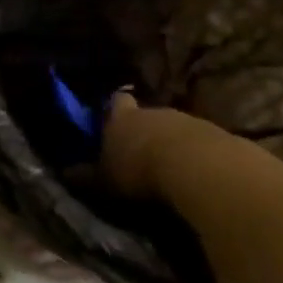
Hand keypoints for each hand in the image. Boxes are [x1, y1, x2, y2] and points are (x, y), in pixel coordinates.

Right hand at [97, 90, 235, 199]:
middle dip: (145, 130)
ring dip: (172, 143)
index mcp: (122, 118)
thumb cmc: (139, 170)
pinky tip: (194, 174)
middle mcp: (154, 112)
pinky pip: (201, 143)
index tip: (112, 118)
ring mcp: (188, 121)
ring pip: (176, 128)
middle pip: (148, 115)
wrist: (199, 168)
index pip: (116, 102)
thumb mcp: (104, 180)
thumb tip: (65, 172)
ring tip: (169, 167)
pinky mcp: (218, 136)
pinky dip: (196, 155)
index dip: (114, 109)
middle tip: (140, 151)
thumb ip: (86, 176)